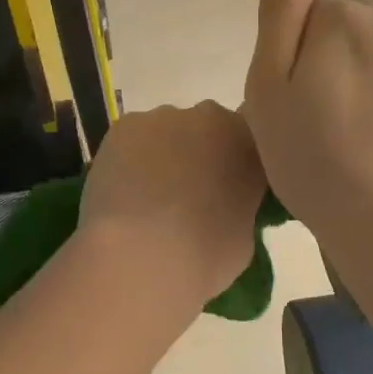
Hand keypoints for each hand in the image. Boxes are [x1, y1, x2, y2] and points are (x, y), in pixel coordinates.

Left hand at [79, 102, 265, 308]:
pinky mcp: (124, 127)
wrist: (143, 255)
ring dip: (160, 156)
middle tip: (184, 195)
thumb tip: (221, 207)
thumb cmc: (204, 256)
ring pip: (164, 132)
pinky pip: (130, 140)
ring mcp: (164, 118)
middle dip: (196, 155)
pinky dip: (127, 159)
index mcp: (250, 145)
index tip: (223, 191)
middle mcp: (211, 119)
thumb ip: (237, 207)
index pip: (246, 144)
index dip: (232, 166)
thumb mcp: (243, 237)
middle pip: (205, 130)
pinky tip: (122, 191)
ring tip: (146, 198)